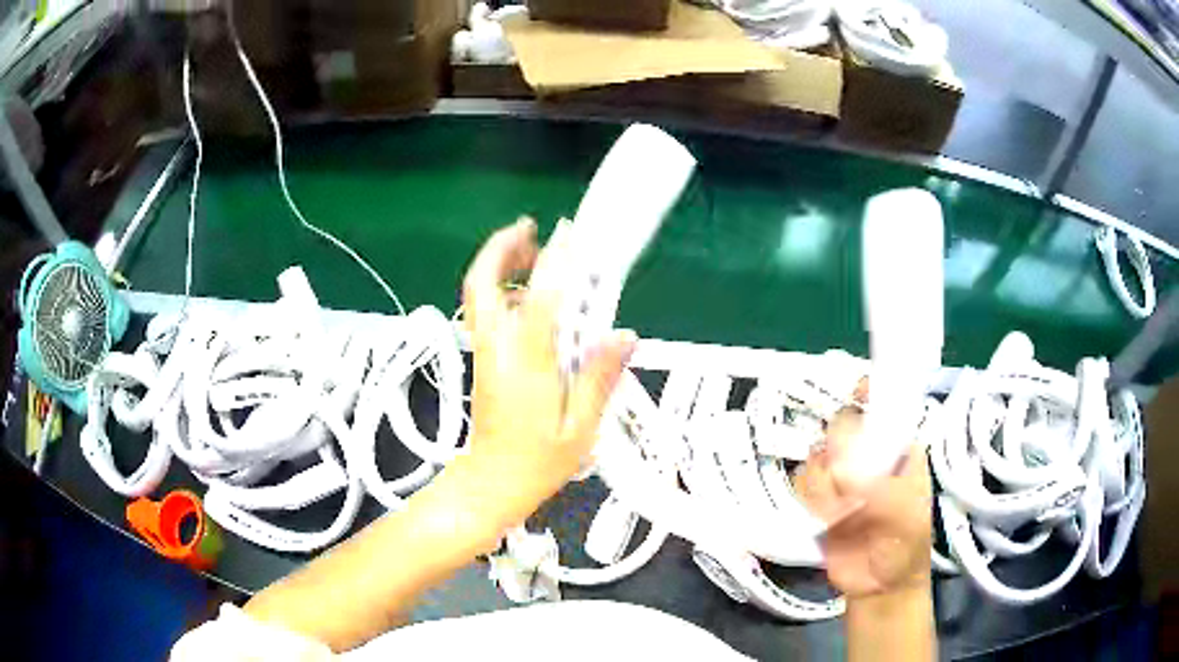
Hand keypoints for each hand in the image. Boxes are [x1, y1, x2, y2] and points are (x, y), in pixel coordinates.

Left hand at [459, 217, 636, 515]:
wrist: (490, 485)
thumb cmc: (537, 464)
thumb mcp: (580, 429)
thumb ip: (599, 379)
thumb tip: (623, 335)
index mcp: (527, 367)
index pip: (538, 301)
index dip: (554, 263)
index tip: (570, 235)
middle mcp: (498, 350)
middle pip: (482, 284)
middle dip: (502, 248)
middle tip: (531, 229)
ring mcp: (485, 353)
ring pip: (478, 295)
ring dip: (499, 264)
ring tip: (533, 252)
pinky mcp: (482, 360)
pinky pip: (484, 311)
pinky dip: (501, 288)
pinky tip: (528, 294)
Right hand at [793, 387, 931, 598]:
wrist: (878, 586)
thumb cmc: (904, 546)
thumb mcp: (905, 518)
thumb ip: (880, 491)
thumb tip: (843, 470)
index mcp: (899, 448)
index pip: (883, 406)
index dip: (869, 393)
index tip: (858, 394)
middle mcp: (869, 454)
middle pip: (841, 426)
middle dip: (839, 453)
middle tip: (849, 485)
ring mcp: (842, 475)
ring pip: (817, 456)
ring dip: (825, 487)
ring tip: (843, 514)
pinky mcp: (819, 498)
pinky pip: (802, 482)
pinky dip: (811, 500)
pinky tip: (827, 519)